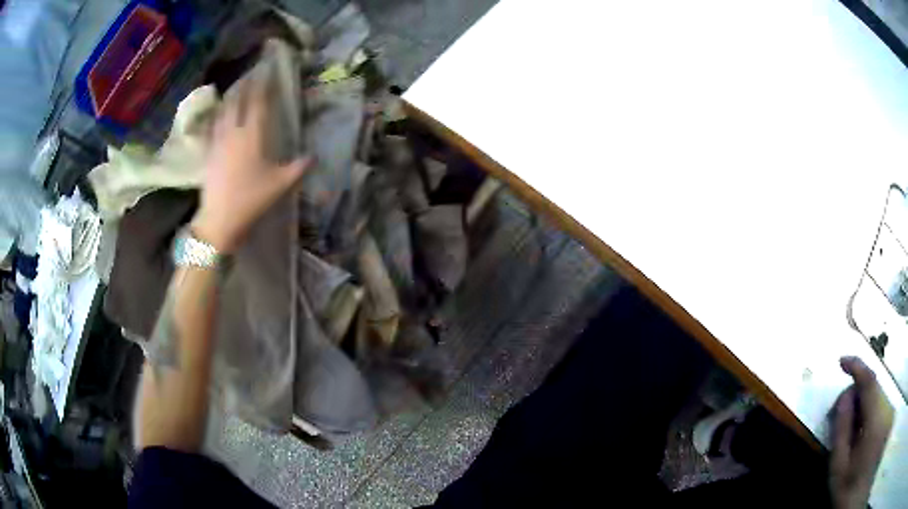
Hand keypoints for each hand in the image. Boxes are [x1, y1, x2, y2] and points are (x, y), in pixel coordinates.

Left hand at [192, 78, 310, 251]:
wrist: (219, 220)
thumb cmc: (251, 199)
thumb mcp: (280, 185)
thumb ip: (299, 168)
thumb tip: (313, 156)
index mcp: (252, 135)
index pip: (258, 102)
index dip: (263, 85)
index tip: (267, 71)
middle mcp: (233, 132)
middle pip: (238, 101)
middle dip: (245, 85)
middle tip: (251, 74)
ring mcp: (218, 141)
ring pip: (223, 111)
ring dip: (231, 97)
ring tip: (237, 89)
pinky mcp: (209, 153)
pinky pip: (213, 126)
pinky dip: (218, 116)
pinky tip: (219, 115)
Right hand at [829, 356, 893, 508]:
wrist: (851, 498)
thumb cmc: (846, 490)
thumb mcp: (839, 470)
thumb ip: (842, 433)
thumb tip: (844, 397)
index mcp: (874, 422)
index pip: (869, 383)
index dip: (857, 367)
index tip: (842, 361)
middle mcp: (884, 412)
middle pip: (873, 389)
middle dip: (856, 391)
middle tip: (840, 407)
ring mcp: (886, 415)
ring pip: (876, 397)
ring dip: (861, 403)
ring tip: (848, 423)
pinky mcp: (885, 421)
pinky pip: (878, 407)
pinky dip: (867, 411)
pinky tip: (859, 429)